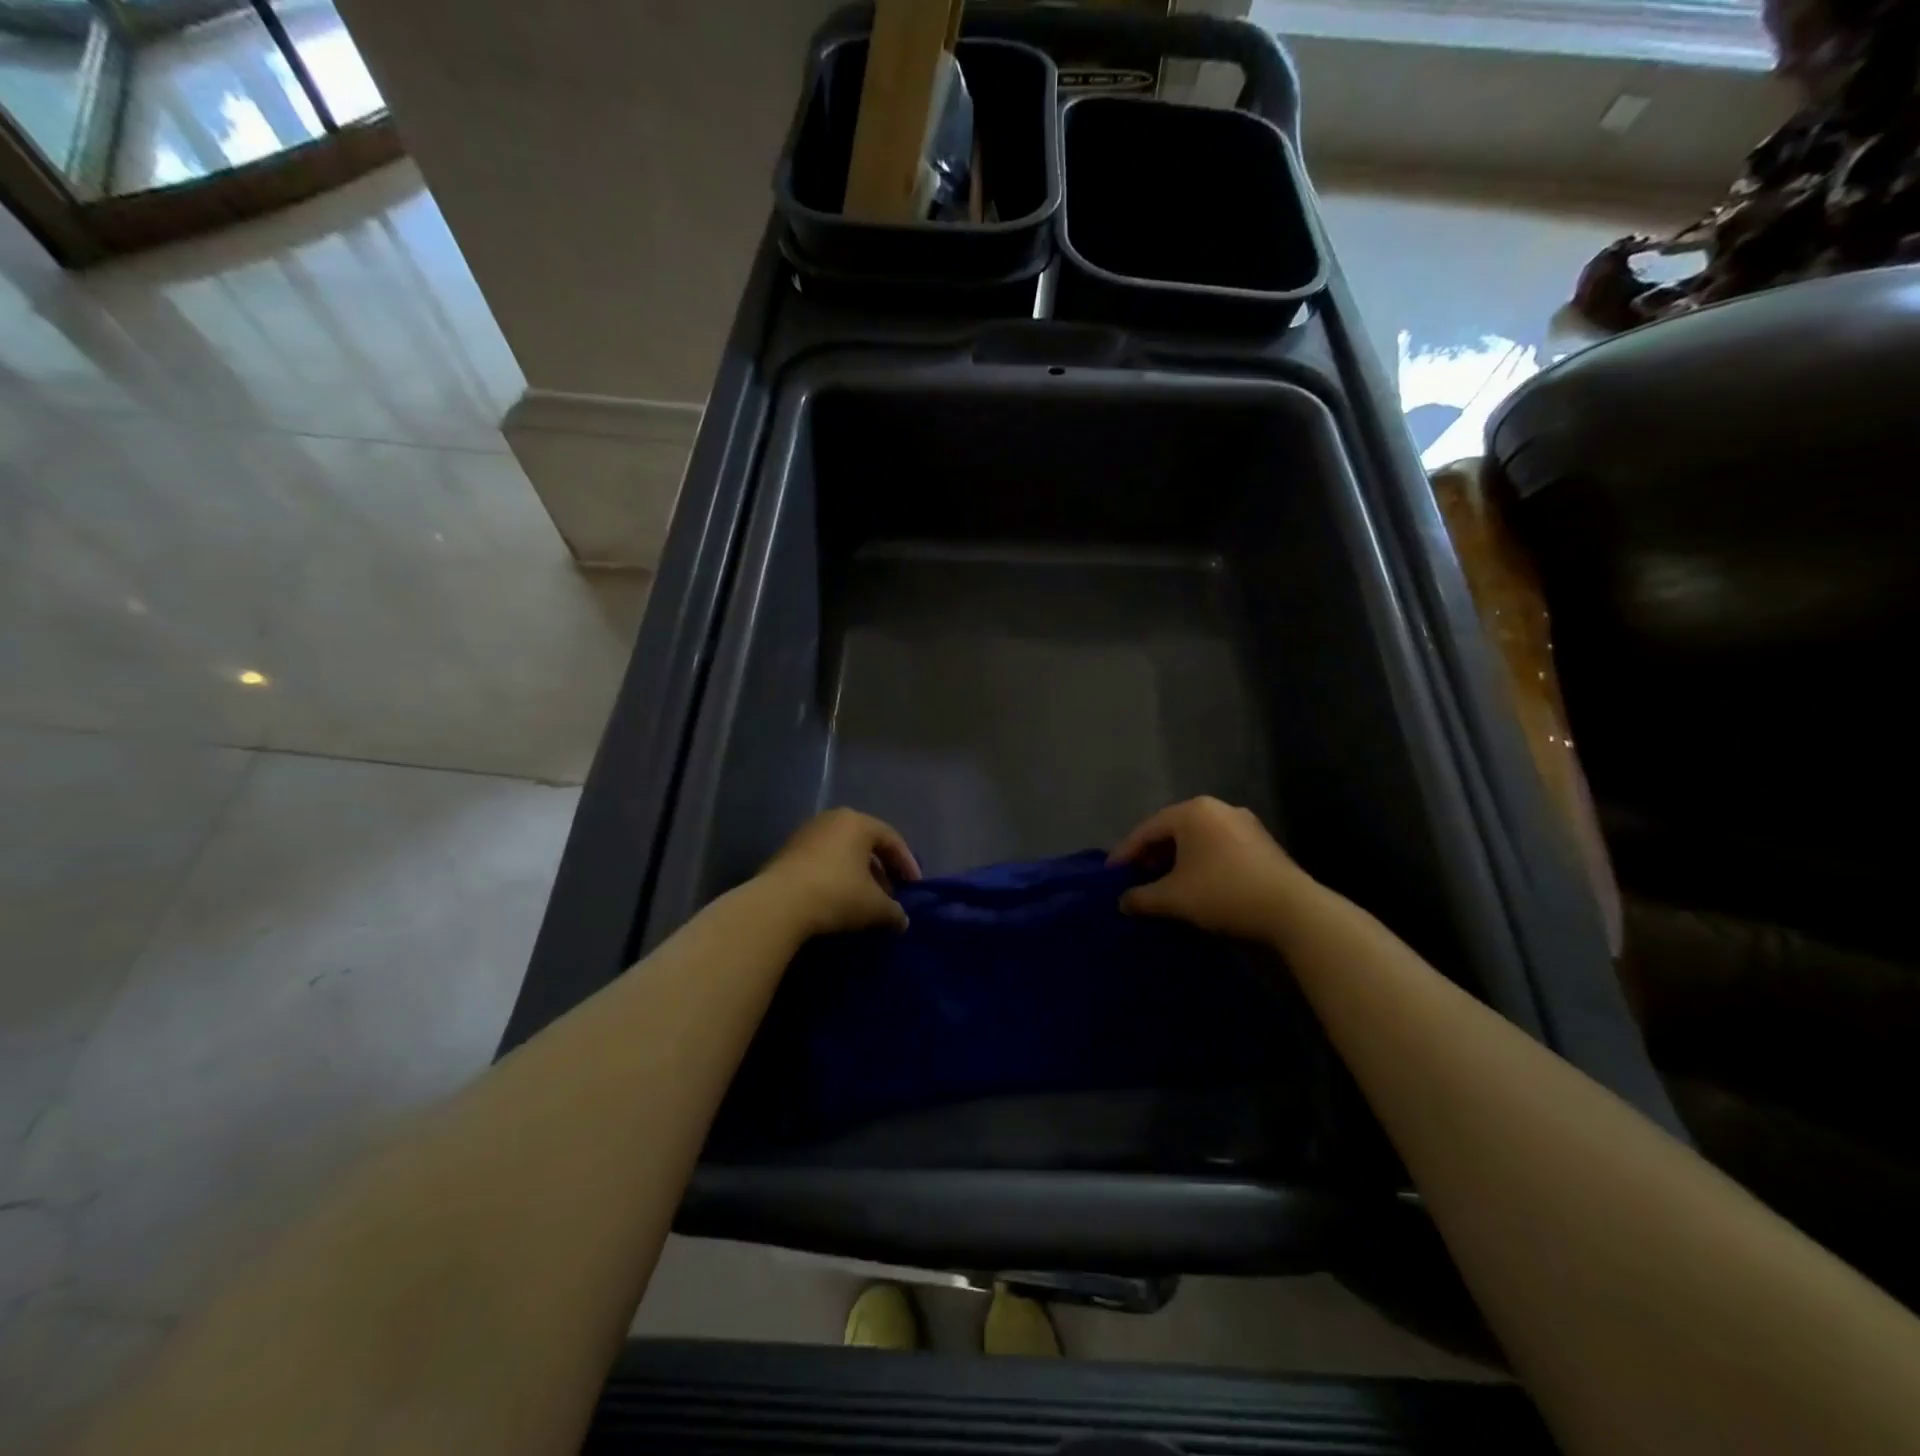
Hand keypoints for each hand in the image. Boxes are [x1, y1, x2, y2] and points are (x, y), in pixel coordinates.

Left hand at [756, 808, 920, 938]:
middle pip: (866, 843)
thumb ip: (894, 911)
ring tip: (865, 899)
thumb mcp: (874, 906)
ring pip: (843, 851)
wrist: (778, 904)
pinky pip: (822, 859)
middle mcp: (833, 819)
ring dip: (858, 873)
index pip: (892, 839)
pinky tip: (838, 898)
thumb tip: (902, 920)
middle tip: (890, 893)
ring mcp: (807, 833)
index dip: (907, 863)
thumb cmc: (837, 894)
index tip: (915, 886)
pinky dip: (836, 875)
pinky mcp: (788, 850)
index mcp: (858, 823)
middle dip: (882, 869)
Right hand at [1108, 797, 1308, 941]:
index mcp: (1192, 812)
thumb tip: (1123, 901)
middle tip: (1137, 877)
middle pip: (1172, 829)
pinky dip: (1200, 860)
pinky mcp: (1261, 842)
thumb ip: (1142, 897)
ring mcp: (1243, 823)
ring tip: (1164, 882)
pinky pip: (1218, 846)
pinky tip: (1196, 882)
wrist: (1292, 910)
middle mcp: (1217, 808)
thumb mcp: (1173, 898)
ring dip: (1176, 858)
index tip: (1111, 873)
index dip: (1125, 852)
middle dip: (1151, 854)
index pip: (1147, 829)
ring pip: (1197, 838)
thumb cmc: (1223, 893)